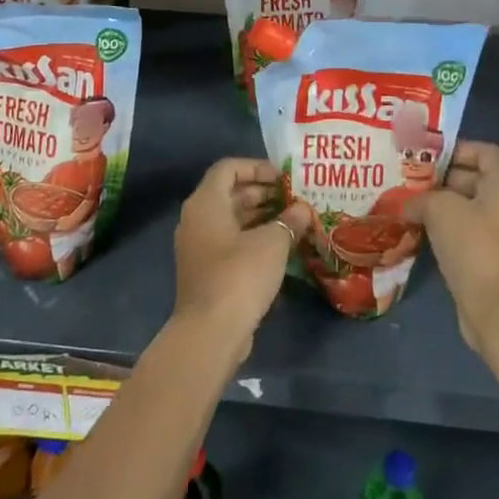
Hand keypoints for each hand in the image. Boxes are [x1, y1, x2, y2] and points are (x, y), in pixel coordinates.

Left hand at [172, 158, 312, 360]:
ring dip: (260, 216)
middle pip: (229, 193)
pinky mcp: (206, 270)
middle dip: (262, 192)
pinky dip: (253, 238)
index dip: (256, 167)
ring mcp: (199, 246)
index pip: (228, 168)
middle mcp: (196, 219)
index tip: (283, 177)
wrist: (210, 332)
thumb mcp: (272, 243)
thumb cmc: (240, 275)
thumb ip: (289, 221)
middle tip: (294, 198)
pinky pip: (230, 242)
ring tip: (293, 220)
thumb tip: (302, 210)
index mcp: (206, 203)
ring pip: (231, 219)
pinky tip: (280, 247)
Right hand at [409, 140, 498, 351]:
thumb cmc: (475, 246)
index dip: (456, 148)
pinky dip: (447, 230)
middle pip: (476, 179)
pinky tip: (419, 233)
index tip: (425, 156)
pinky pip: (469, 234)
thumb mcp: (440, 209)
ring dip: (441, 207)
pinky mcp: (496, 259)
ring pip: (470, 209)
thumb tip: (409, 205)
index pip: (485, 151)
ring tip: (407, 206)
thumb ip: (421, 198)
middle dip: (441, 179)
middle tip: (408, 181)